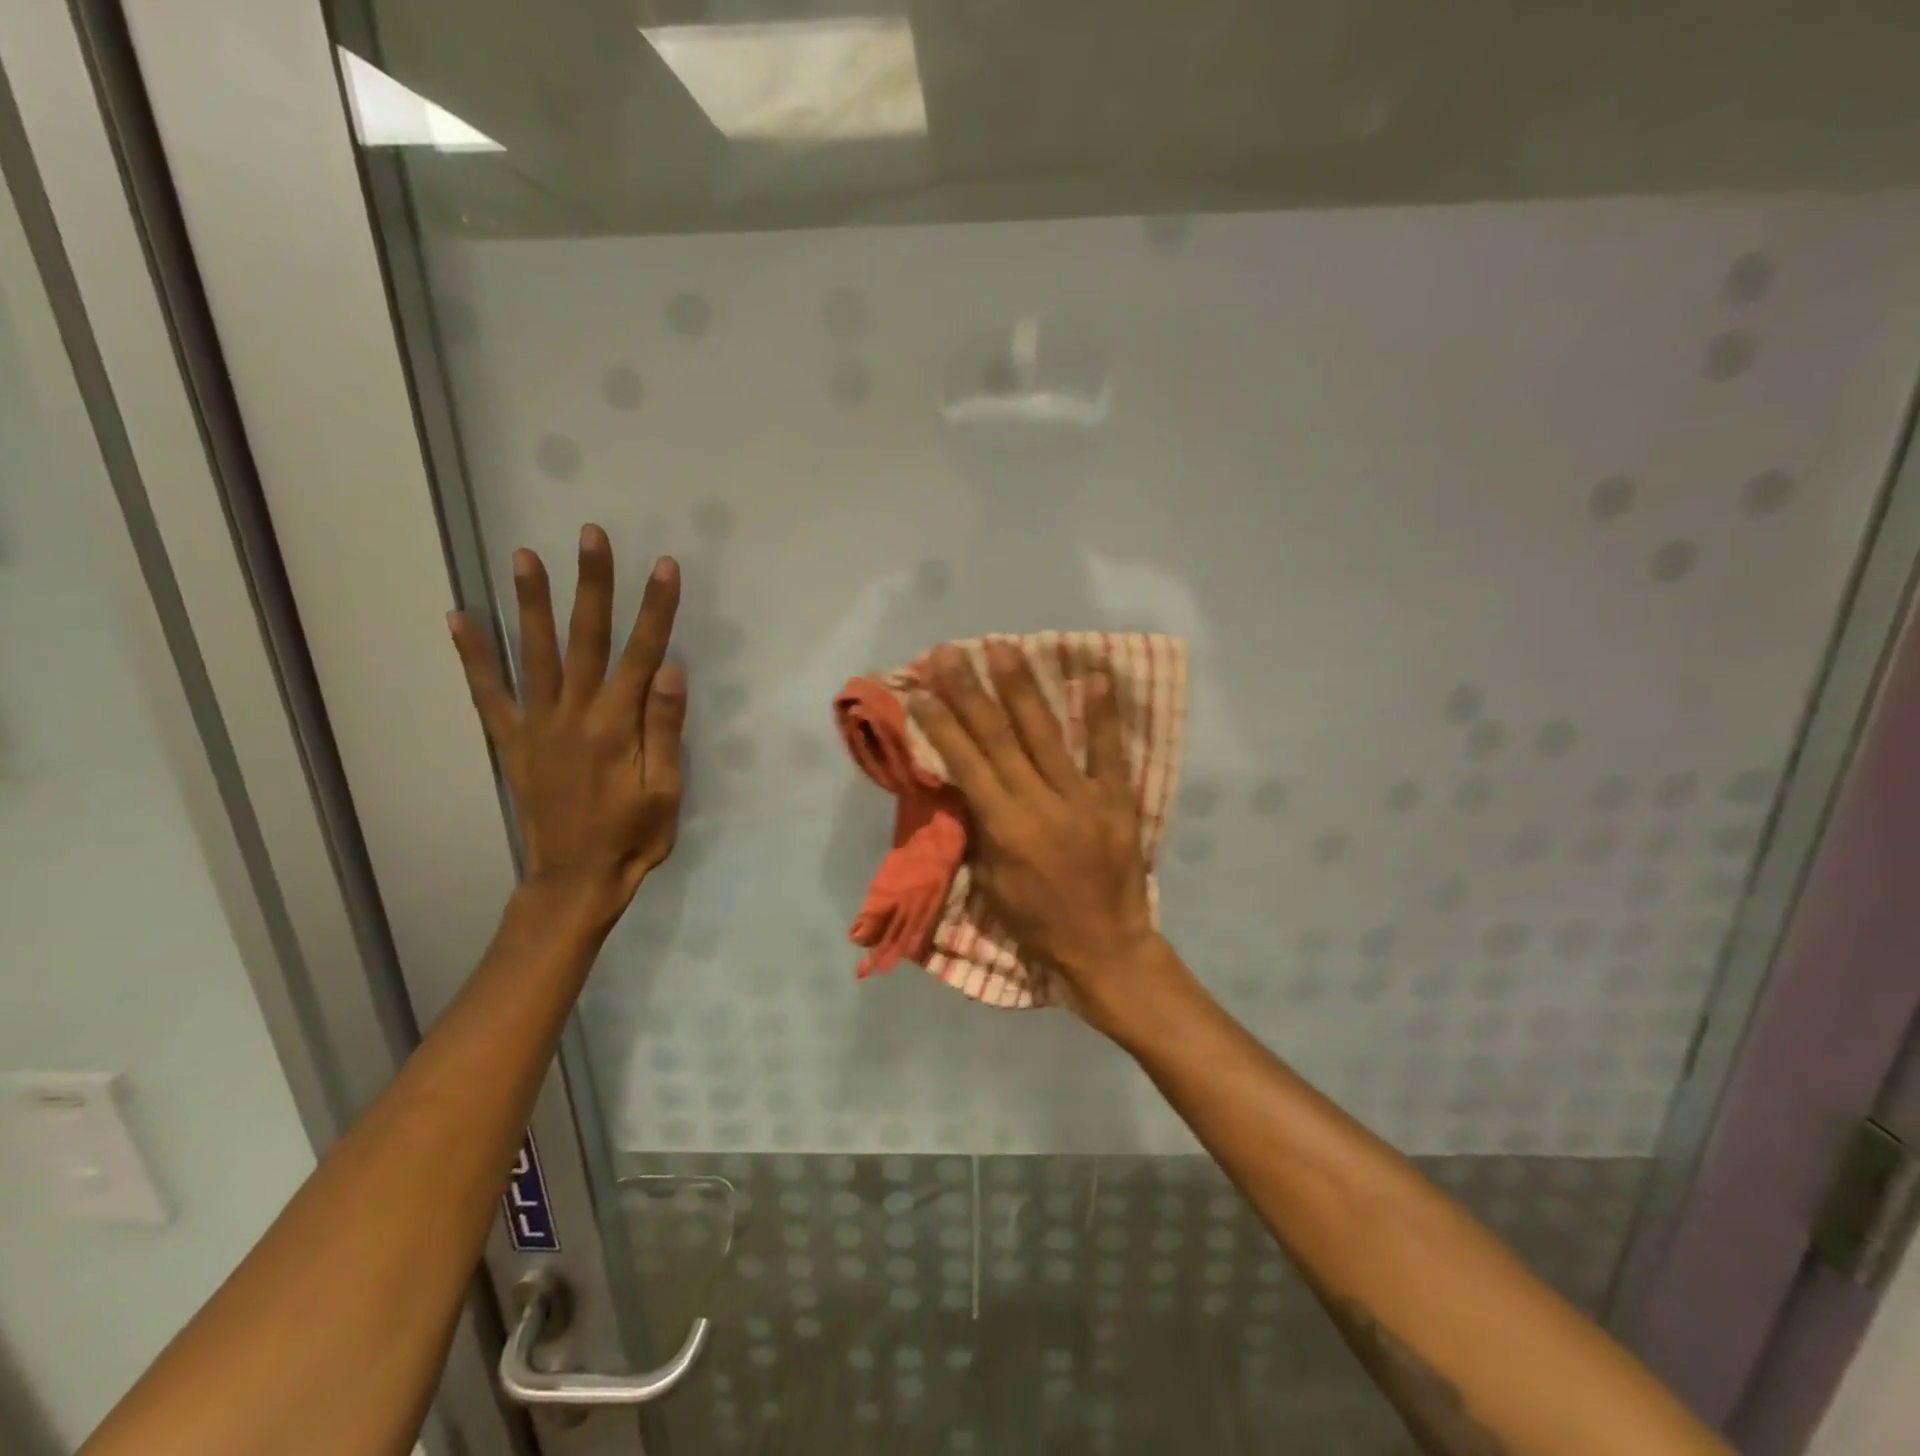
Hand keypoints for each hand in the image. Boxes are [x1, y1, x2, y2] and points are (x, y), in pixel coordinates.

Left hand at [449, 524, 685, 923]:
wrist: (575, 879)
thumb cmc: (633, 837)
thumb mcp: (665, 791)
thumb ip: (664, 728)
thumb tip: (669, 669)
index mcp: (617, 726)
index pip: (642, 654)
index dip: (655, 609)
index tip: (664, 566)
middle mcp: (573, 715)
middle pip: (585, 639)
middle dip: (592, 585)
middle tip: (590, 535)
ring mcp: (536, 726)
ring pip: (534, 653)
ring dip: (531, 603)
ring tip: (523, 554)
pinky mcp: (512, 742)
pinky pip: (488, 693)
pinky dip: (472, 655)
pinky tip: (459, 617)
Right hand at [909, 641, 1161, 1022]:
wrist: (1106, 948)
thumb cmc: (1037, 922)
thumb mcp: (991, 883)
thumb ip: (979, 827)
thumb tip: (964, 778)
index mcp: (1005, 829)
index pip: (966, 763)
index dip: (941, 723)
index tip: (920, 688)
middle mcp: (1041, 804)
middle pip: (999, 737)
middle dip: (970, 691)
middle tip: (950, 653)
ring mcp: (1084, 799)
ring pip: (1047, 734)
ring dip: (1022, 688)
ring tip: (1003, 647)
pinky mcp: (1117, 801)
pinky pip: (1109, 752)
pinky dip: (1102, 714)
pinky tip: (1093, 675)